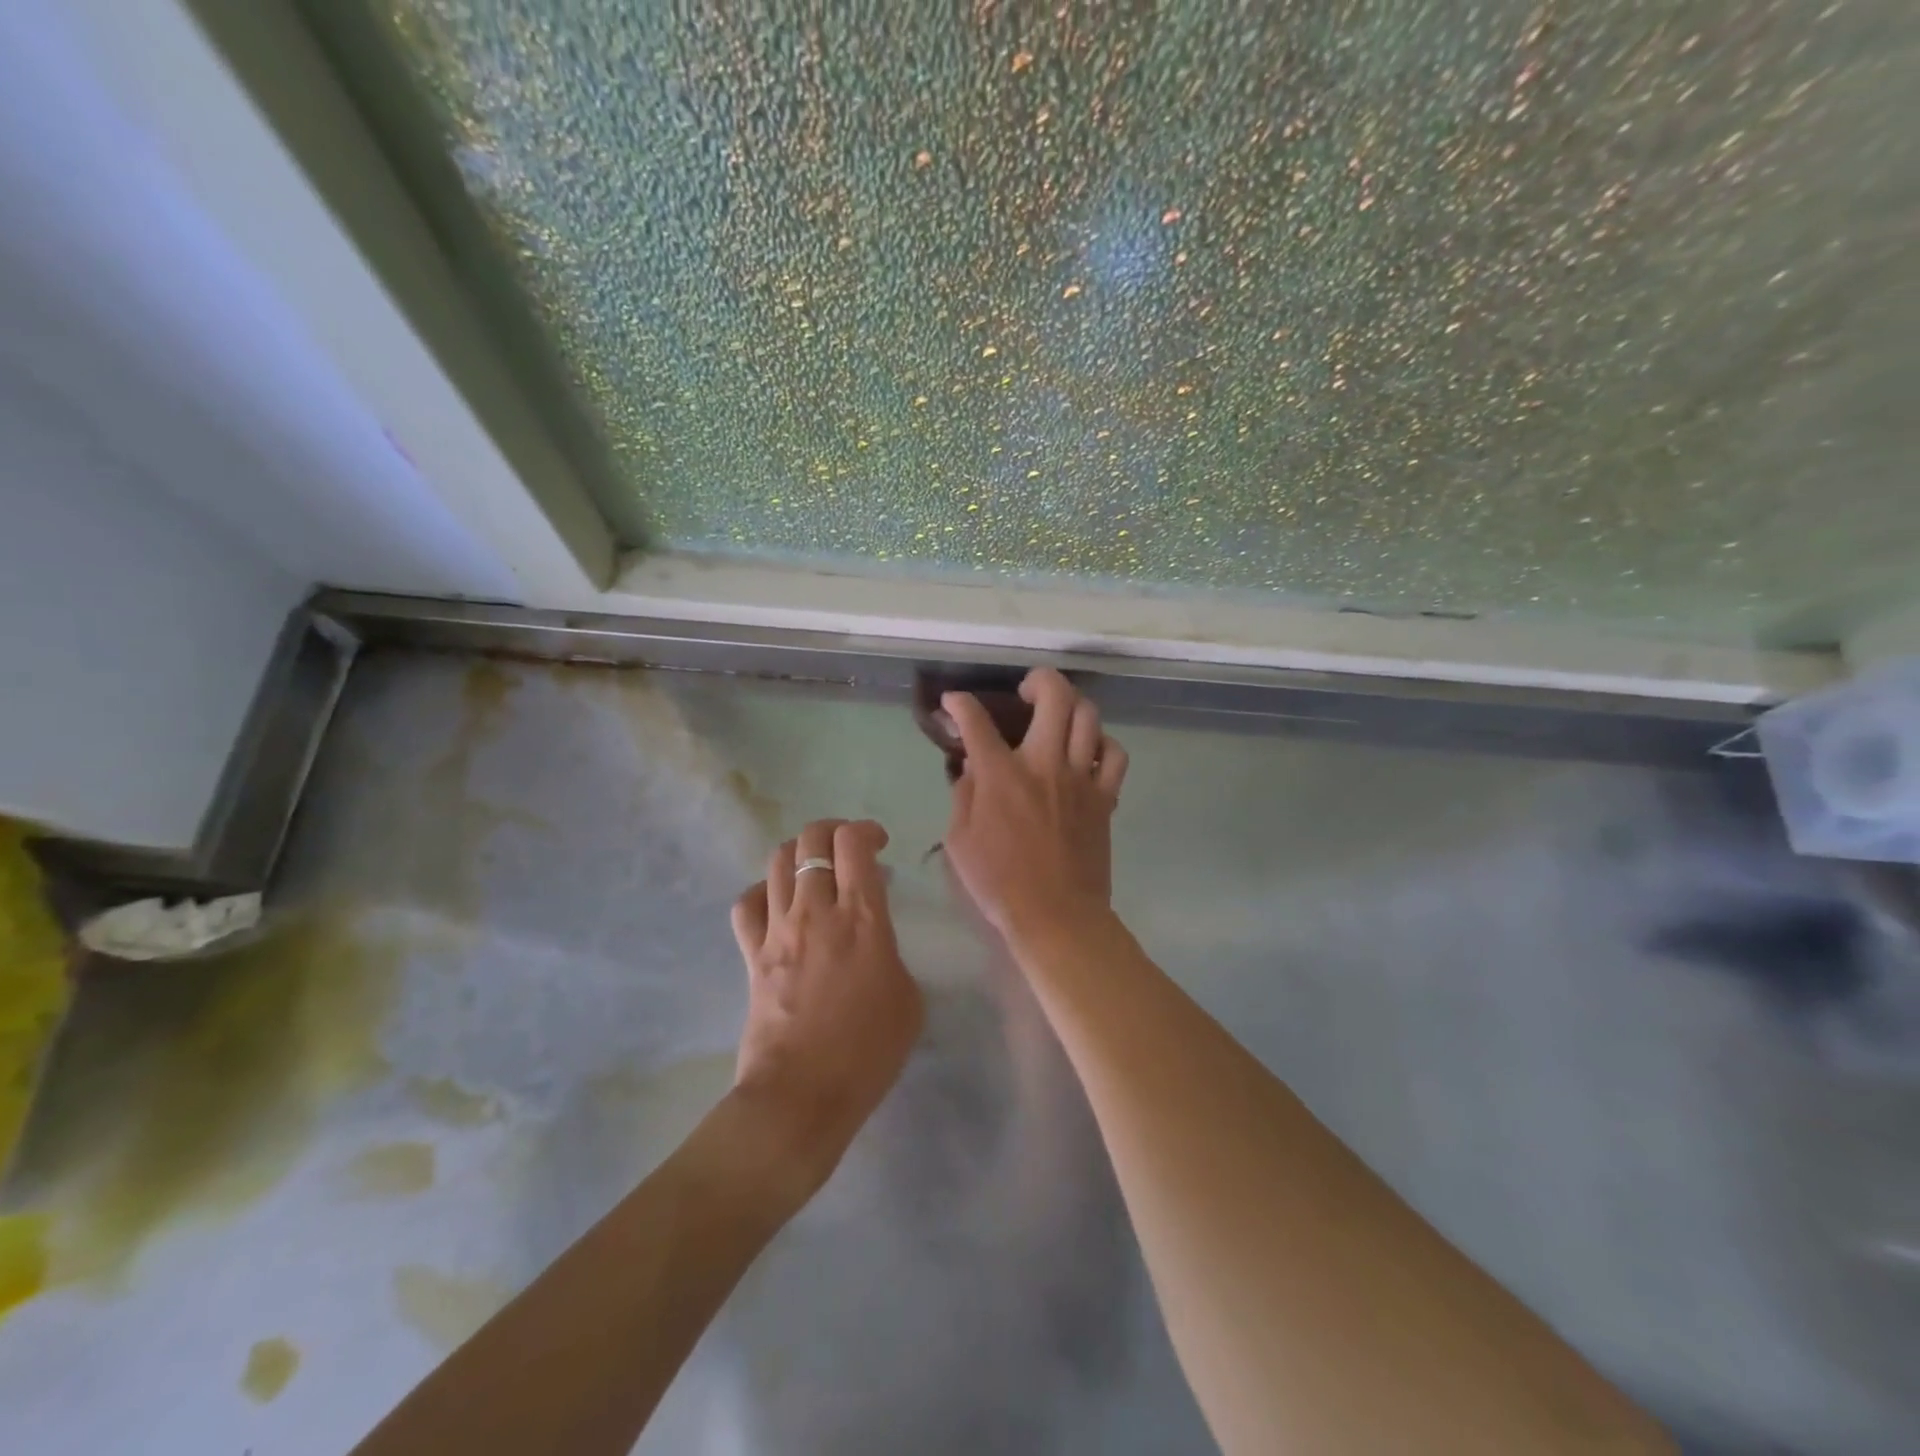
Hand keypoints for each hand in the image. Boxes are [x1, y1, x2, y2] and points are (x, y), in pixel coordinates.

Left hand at [730, 818, 923, 1195]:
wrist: (803, 1095)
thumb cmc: (868, 1051)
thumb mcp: (908, 997)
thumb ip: (891, 953)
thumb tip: (873, 938)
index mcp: (862, 918)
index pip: (854, 844)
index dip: (866, 831)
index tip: (878, 845)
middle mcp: (816, 911)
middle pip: (812, 840)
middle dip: (832, 830)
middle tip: (848, 848)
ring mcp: (779, 930)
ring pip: (778, 861)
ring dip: (800, 854)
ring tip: (815, 870)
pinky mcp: (752, 954)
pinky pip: (747, 903)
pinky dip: (763, 892)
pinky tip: (778, 904)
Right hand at [941, 668, 1129, 939]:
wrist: (1056, 915)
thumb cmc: (999, 882)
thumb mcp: (960, 840)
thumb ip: (964, 795)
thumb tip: (973, 767)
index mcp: (1001, 775)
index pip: (976, 721)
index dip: (960, 704)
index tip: (953, 703)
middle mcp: (1044, 764)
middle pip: (1054, 696)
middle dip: (1038, 680)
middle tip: (1026, 692)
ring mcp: (1080, 778)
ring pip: (1088, 716)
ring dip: (1071, 705)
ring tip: (1058, 715)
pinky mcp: (1104, 797)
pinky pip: (1114, 754)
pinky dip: (1102, 743)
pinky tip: (1088, 750)